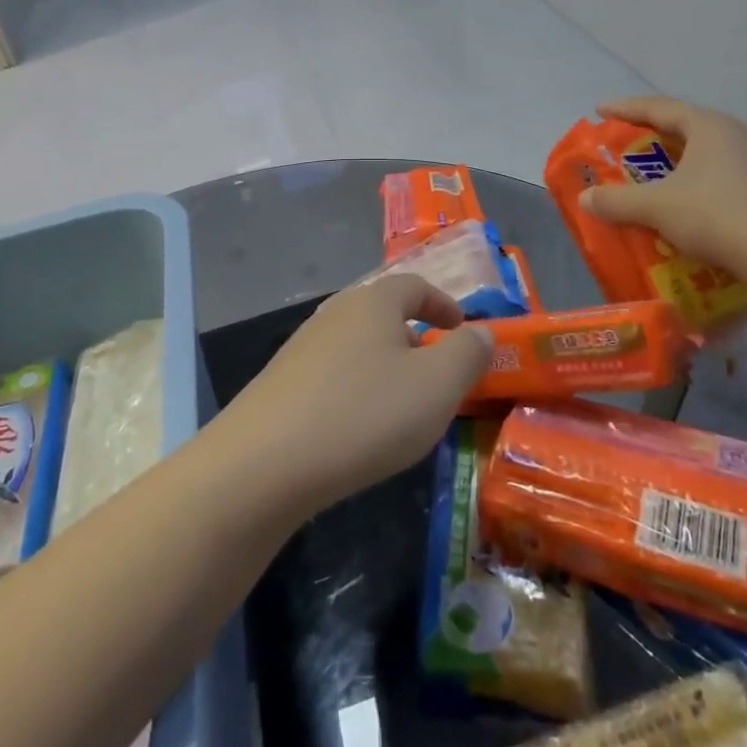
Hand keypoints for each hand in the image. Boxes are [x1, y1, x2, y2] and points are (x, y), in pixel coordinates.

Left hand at [219, 275, 490, 514]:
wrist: (266, 461)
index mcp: (373, 302)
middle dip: (414, 338)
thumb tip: (480, 332)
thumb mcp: (437, 385)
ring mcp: (302, 347)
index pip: (414, 286)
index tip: (461, 328)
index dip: (442, 304)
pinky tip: (358, 427)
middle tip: (436, 372)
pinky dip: (356, 389)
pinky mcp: (281, 382)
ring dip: (384, 366)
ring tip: (401, 404)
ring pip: (357, 345)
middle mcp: (334, 313)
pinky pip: (332, 375)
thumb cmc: (365, 413)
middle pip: (382, 313)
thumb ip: (467, 354)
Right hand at [580, 97, 746, 287]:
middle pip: (687, 127)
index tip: (600, 111)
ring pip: (710, 152)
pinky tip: (693, 202)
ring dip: (680, 160)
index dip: (626, 109)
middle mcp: (739, 135)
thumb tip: (584, 199)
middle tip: (628, 143)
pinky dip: (702, 182)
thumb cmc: (715, 216)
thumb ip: (617, 201)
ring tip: (659, 174)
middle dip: (654, 135)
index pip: (660, 108)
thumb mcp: (656, 207)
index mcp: (710, 127)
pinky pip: (728, 175)